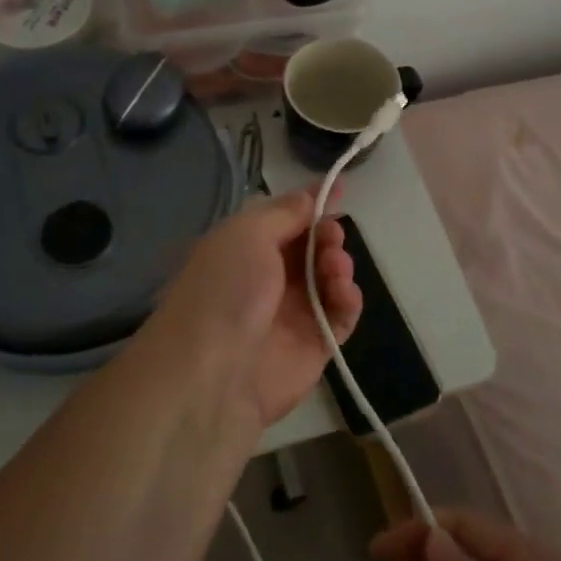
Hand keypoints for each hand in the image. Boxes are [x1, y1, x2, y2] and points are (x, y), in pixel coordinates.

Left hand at [140, 186, 362, 433]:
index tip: (339, 187)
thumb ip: (285, 212)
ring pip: (329, 278)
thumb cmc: (225, 289)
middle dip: (327, 234)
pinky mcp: (314, 345)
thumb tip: (311, 195)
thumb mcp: (247, 233)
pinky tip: (343, 293)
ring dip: (338, 265)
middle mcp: (267, 278)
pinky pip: (341, 316)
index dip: (310, 203)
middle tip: (331, 236)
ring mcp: (291, 313)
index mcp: (244, 248)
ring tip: (334, 267)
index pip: (284, 219)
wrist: (212, 373)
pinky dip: (348, 300)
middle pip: (311, 247)